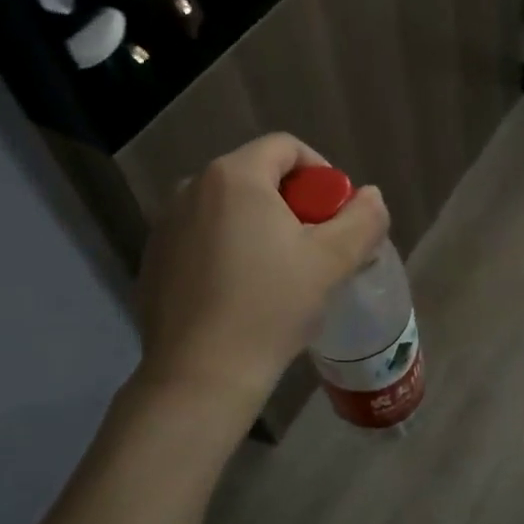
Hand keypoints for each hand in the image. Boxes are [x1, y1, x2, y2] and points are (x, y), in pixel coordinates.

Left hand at [136, 134, 388, 417]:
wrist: (200, 376)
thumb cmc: (270, 307)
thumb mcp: (332, 261)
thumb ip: (362, 219)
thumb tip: (370, 196)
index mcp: (234, 176)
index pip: (286, 148)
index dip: (322, 173)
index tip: (336, 214)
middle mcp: (191, 188)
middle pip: (257, 176)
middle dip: (293, 204)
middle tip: (315, 247)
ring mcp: (165, 224)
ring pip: (229, 208)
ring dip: (261, 226)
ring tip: (281, 273)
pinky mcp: (153, 259)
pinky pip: (203, 236)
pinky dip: (229, 249)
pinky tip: (242, 293)